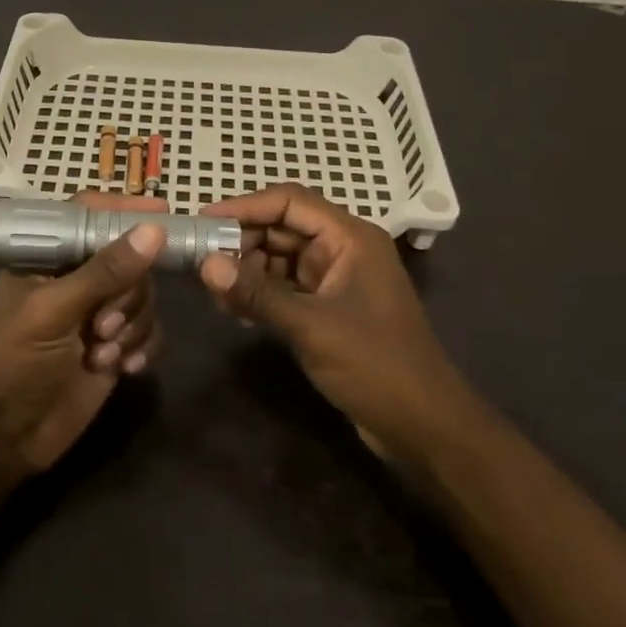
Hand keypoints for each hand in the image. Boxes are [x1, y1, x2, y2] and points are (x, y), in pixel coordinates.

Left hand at [0, 195, 168, 474]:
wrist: (5, 438)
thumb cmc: (14, 363)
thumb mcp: (54, 311)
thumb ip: (105, 271)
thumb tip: (155, 230)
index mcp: (48, 258)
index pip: (89, 216)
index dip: (124, 212)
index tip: (163, 213)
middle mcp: (76, 279)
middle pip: (129, 259)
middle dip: (127, 294)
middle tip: (103, 326)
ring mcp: (98, 313)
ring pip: (144, 296)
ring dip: (133, 325)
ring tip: (104, 355)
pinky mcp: (115, 346)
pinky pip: (151, 330)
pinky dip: (145, 346)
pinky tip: (125, 368)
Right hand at [198, 184, 465, 459]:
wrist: (423, 425)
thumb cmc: (374, 364)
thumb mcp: (311, 326)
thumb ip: (257, 293)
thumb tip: (205, 264)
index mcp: (350, 237)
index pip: (289, 201)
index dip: (244, 206)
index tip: (203, 220)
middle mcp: (344, 248)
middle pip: (282, 227)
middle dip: (241, 242)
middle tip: (201, 263)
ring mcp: (337, 278)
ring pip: (281, 257)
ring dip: (248, 270)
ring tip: (215, 293)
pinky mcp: (330, 306)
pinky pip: (287, 286)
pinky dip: (261, 293)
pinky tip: (236, 312)